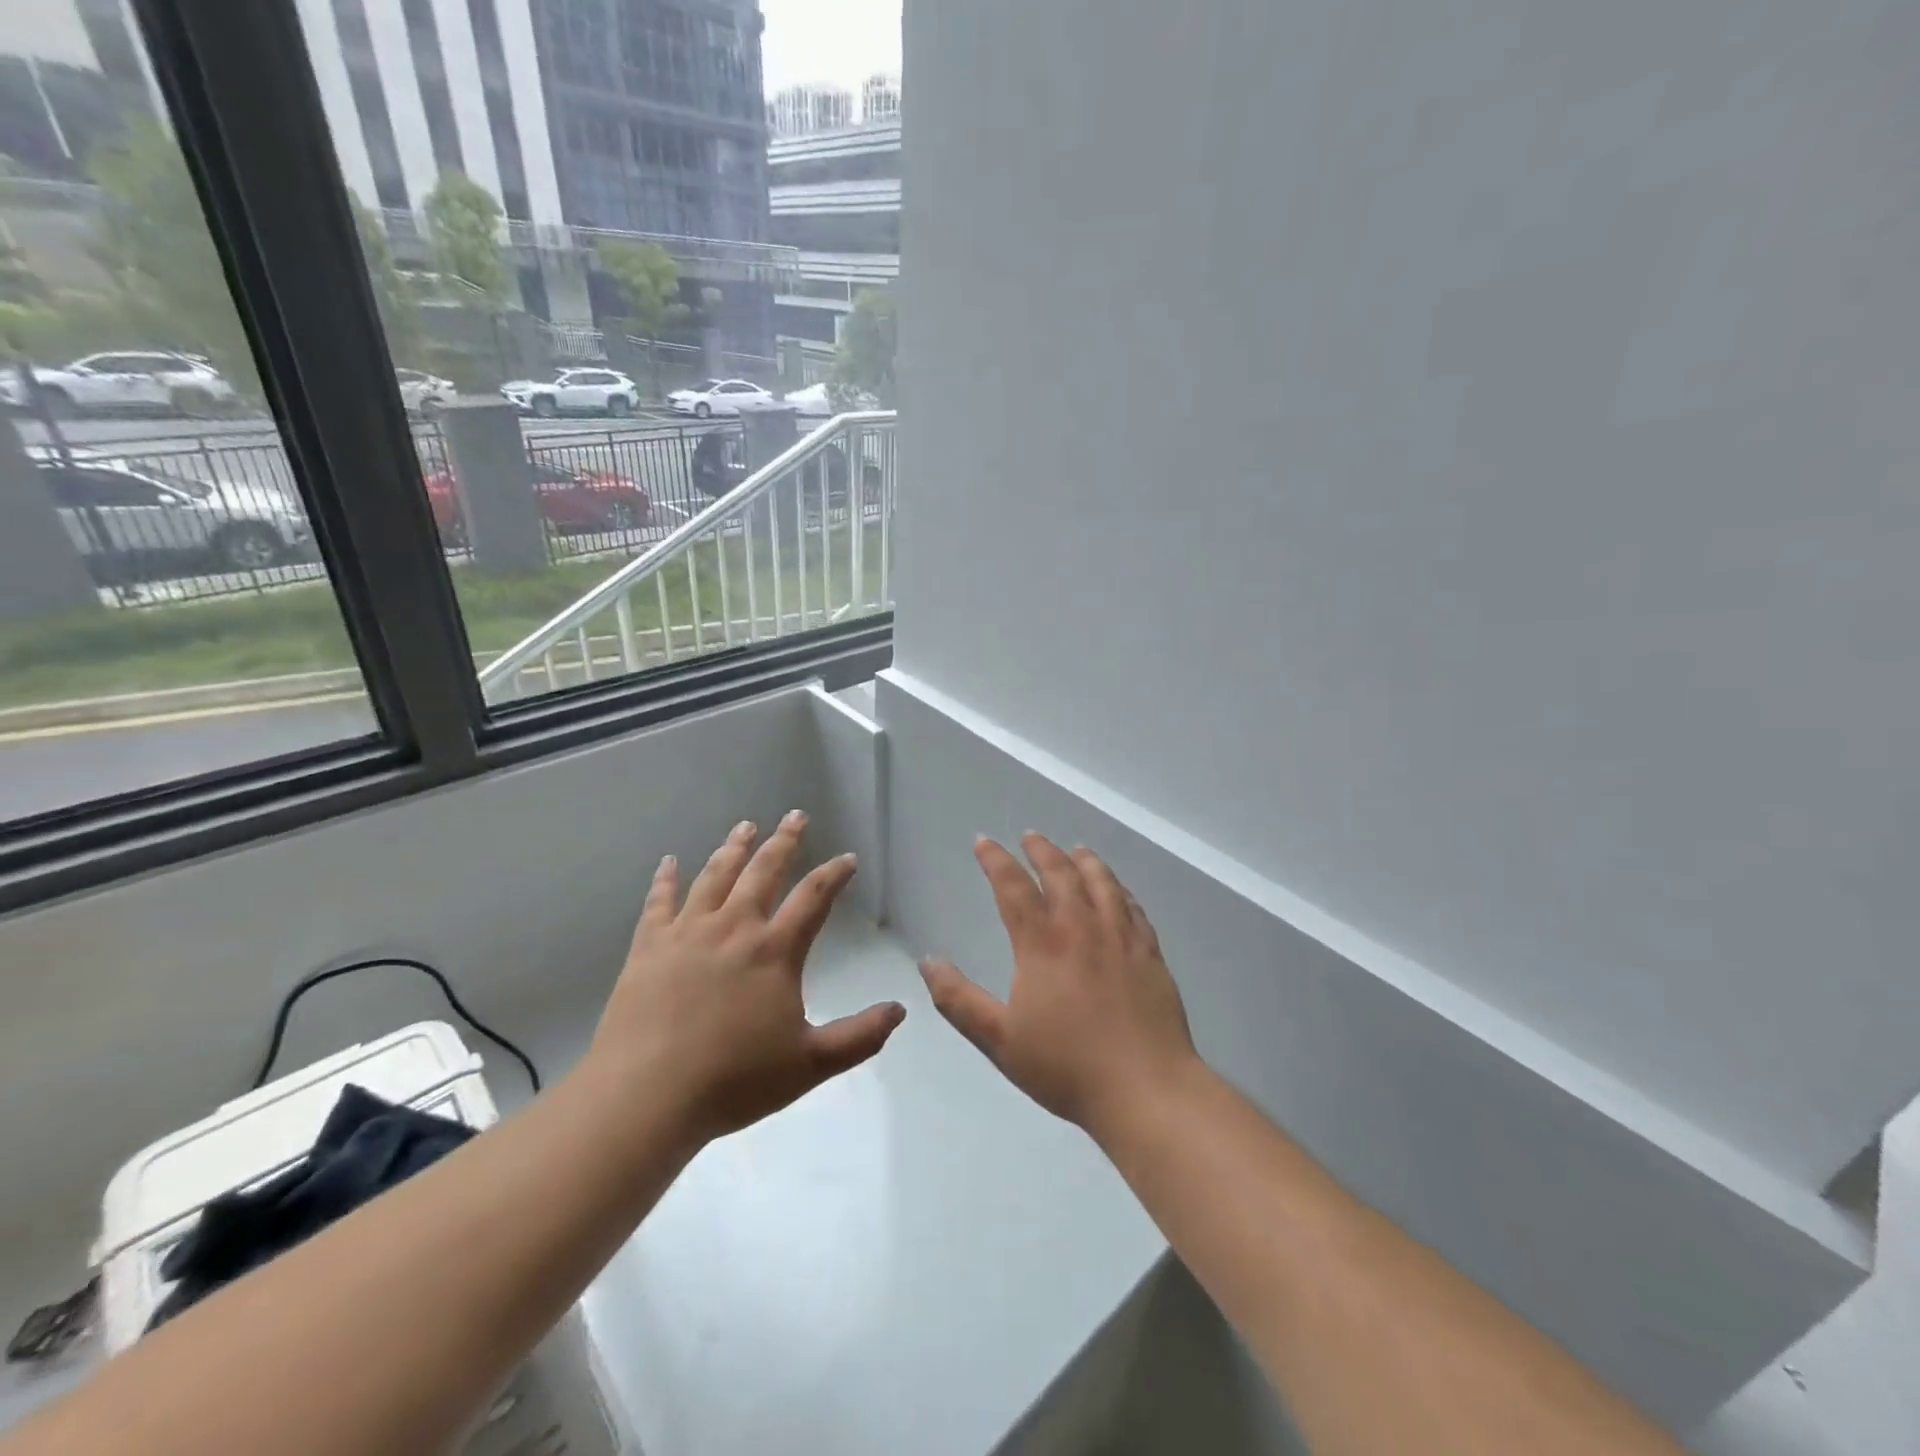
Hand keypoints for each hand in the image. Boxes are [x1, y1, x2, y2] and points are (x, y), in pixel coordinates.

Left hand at [589, 812, 905, 1143]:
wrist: (646, 1096)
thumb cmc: (734, 1080)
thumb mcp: (810, 1064)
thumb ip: (860, 1036)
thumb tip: (900, 1010)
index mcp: (774, 950)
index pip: (813, 898)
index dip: (834, 874)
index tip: (847, 859)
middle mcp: (734, 928)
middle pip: (764, 871)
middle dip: (784, 841)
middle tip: (796, 816)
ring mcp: (687, 933)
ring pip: (715, 876)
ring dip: (733, 848)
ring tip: (745, 826)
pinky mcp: (648, 947)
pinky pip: (658, 902)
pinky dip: (666, 879)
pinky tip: (669, 862)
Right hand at [920, 834, 1198, 1137]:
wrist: (1145, 1088)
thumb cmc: (1066, 1066)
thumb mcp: (999, 1039)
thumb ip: (959, 1000)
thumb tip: (928, 962)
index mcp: (1042, 943)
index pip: (1013, 886)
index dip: (995, 859)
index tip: (983, 841)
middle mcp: (1082, 928)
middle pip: (1061, 873)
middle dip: (1041, 850)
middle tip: (1030, 836)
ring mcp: (1121, 938)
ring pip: (1102, 883)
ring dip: (1085, 860)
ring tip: (1076, 849)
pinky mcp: (1150, 954)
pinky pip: (1134, 908)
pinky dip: (1121, 890)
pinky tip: (1118, 891)